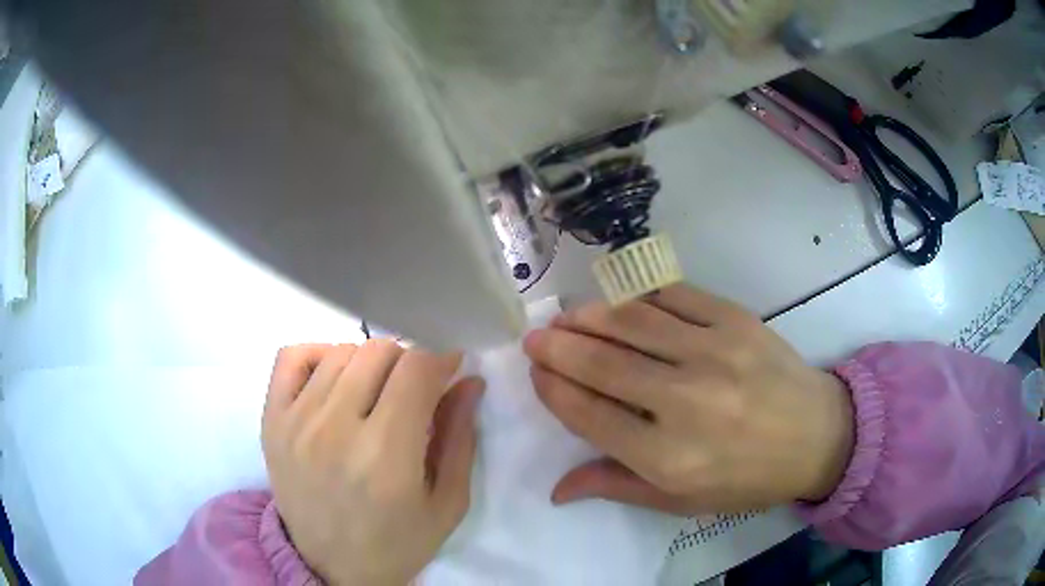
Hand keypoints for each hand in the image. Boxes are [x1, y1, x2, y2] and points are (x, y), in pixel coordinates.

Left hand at [262, 340, 483, 585]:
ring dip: (369, 364)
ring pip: (341, 351)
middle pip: (379, 351)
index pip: (416, 368)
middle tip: (414, 390)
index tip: (450, 368)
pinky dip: (320, 355)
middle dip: (409, 362)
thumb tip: (470, 381)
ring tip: (376, 394)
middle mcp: (335, 428)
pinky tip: (334, 382)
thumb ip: (460, 438)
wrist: (329, 566)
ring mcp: (296, 420)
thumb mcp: (447, 503)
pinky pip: (292, 356)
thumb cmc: (396, 542)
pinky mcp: (271, 419)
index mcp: (386, 454)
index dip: (441, 357)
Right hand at [523, 284, 853, 514]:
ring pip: (634, 324)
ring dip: (591, 317)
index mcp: (668, 456)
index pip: (590, 414)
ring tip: (567, 316)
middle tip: (535, 337)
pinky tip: (623, 302)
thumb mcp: (682, 501)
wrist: (817, 435)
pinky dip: (641, 295)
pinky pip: (675, 296)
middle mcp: (685, 402)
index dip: (555, 390)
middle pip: (603, 365)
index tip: (536, 373)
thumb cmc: (747, 478)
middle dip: (559, 347)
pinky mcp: (736, 321)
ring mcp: (713, 353)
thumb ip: (617, 487)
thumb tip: (557, 489)